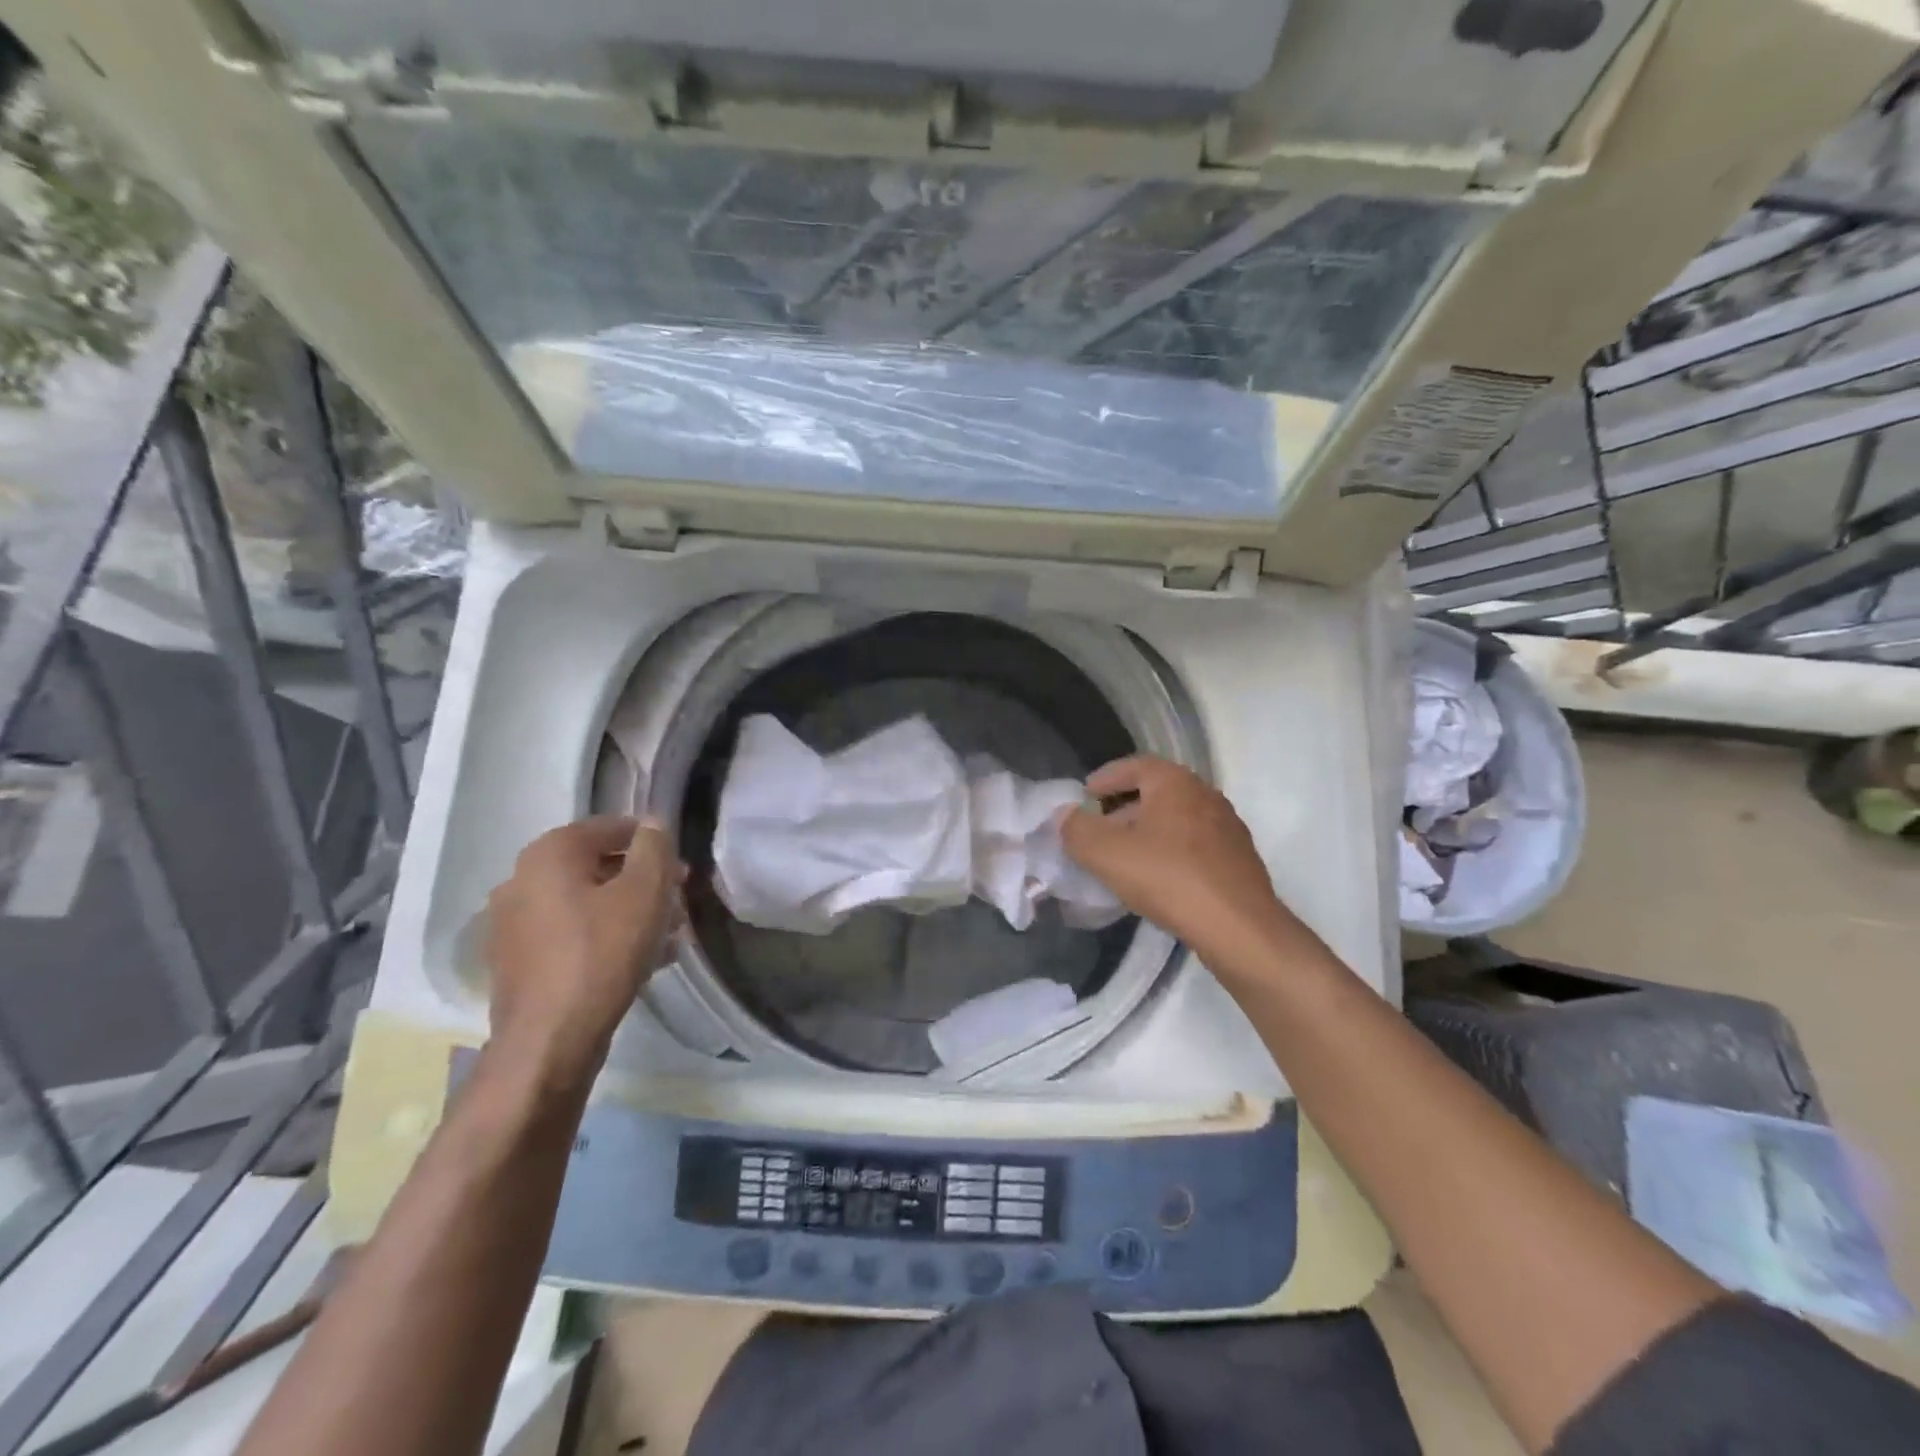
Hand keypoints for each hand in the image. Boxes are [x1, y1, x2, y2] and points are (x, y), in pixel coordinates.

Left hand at [484, 815, 683, 1088]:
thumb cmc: (602, 953)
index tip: (681, 867)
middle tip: (679, 900)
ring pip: (587, 903)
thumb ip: (654, 848)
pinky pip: (572, 934)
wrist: (549, 1041)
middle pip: (598, 867)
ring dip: (630, 910)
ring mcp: (514, 924)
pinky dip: (606, 936)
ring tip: (669, 934)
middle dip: (644, 880)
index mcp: (549, 854)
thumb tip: (653, 825)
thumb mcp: (645, 892)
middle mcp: (522, 880)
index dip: (652, 841)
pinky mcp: (519, 962)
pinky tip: (642, 959)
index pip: (610, 828)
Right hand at [1059, 756, 1302, 971]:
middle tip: (1098, 831)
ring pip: (1176, 820)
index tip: (1085, 795)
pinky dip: (1170, 852)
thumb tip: (1065, 816)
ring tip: (1124, 858)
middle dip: (1123, 808)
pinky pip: (1194, 845)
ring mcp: (1227, 827)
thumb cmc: (1169, 878)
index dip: (1106, 778)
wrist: (1239, 928)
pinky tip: (1157, 879)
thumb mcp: (1107, 854)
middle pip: (1156, 792)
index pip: (1135, 765)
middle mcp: (1205, 795)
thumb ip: (1077, 830)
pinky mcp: (1238, 859)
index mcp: (1176, 783)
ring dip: (1147, 832)